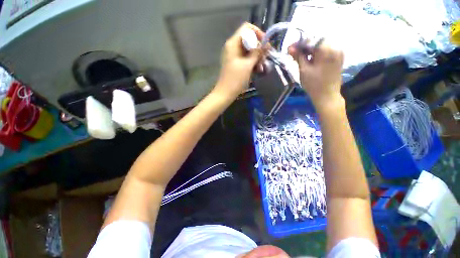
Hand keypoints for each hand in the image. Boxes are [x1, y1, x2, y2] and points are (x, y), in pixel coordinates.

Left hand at [214, 23, 265, 98]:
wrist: (225, 93)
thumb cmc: (235, 80)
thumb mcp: (248, 65)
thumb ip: (257, 53)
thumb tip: (266, 44)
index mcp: (233, 43)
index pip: (247, 29)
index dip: (258, 33)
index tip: (265, 44)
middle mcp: (232, 47)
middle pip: (249, 40)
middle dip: (259, 48)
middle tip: (265, 58)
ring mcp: (234, 56)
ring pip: (248, 50)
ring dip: (257, 57)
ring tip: (262, 67)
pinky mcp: (235, 64)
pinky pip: (246, 59)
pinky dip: (252, 62)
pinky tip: (258, 70)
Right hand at [289, 40, 344, 111]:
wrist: (327, 96)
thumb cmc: (314, 85)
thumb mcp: (303, 70)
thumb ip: (298, 57)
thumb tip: (290, 48)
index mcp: (327, 50)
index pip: (311, 40)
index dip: (298, 43)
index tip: (289, 49)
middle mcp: (335, 47)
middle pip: (317, 41)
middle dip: (304, 46)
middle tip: (294, 53)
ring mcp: (338, 52)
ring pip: (321, 46)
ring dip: (310, 50)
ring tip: (300, 57)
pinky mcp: (338, 58)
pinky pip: (326, 51)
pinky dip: (316, 53)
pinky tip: (310, 59)